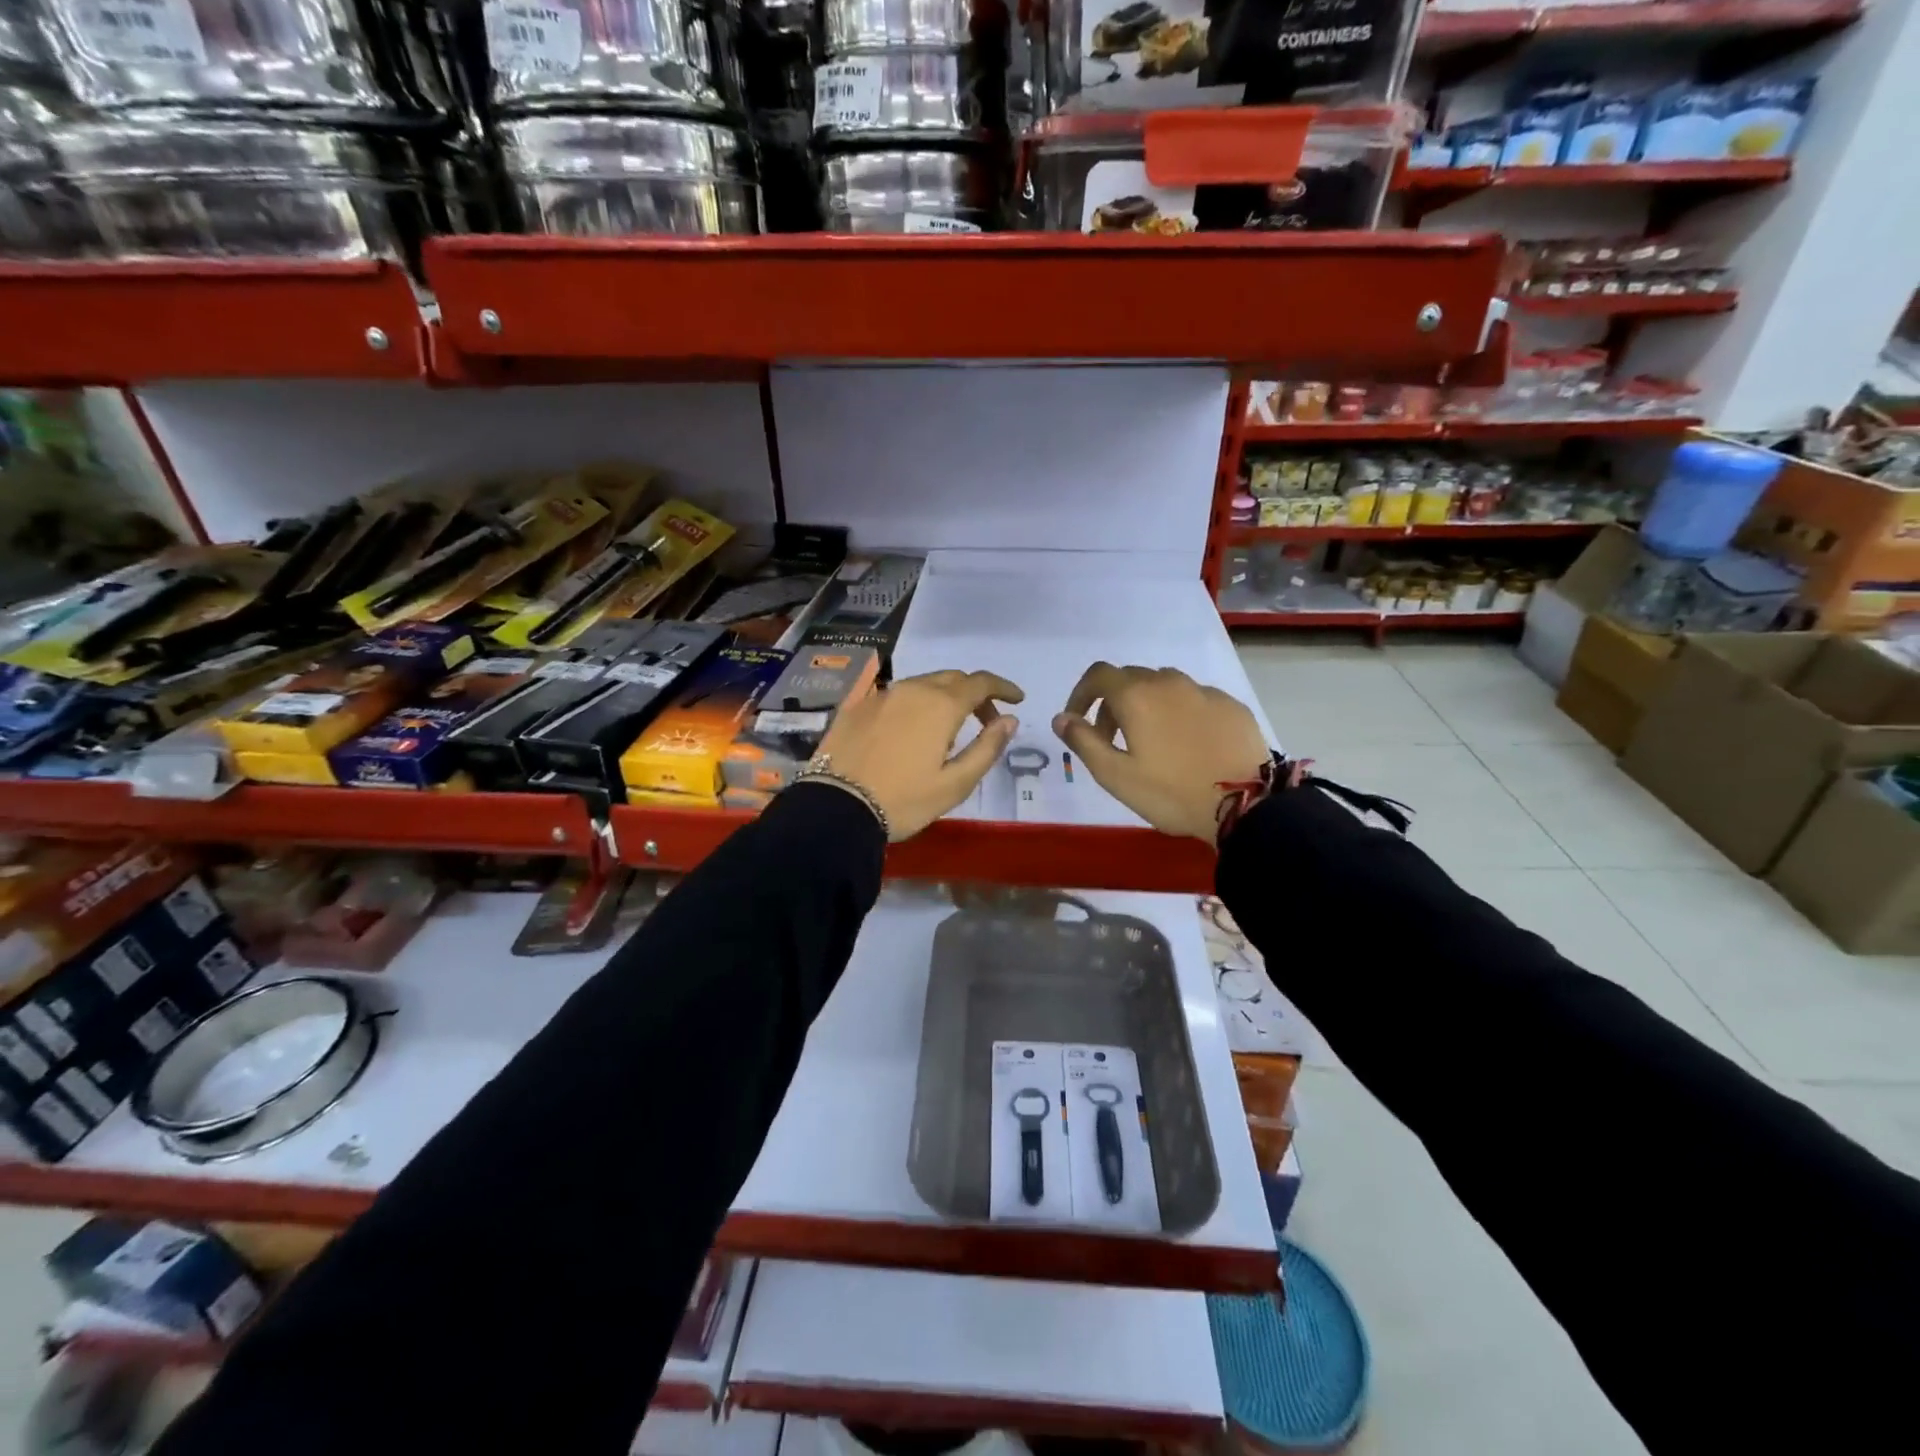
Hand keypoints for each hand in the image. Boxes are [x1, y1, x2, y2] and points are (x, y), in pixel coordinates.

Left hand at [811, 670, 1024, 840]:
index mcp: (941, 705)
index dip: (1003, 688)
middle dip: (974, 694)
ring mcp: (881, 695)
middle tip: (985, 721)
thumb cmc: (904, 800)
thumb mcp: (955, 783)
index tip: (1017, 700)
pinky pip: (895, 696)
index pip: (981, 682)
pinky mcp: (857, 706)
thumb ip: (987, 748)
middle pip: (952, 679)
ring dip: (943, 698)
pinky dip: (914, 706)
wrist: (836, 807)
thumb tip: (1009, 720)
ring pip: (922, 684)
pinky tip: (910, 731)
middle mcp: (912, 689)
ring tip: (947, 730)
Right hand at [1052, 663, 1269, 842]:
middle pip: (1131, 679)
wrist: (1246, 804)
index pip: (1098, 675)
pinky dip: (1180, 713)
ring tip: (1151, 742)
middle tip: (1112, 740)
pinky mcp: (1231, 706)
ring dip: (1147, 705)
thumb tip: (1062, 718)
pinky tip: (1188, 745)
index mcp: (1137, 695)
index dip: (1081, 693)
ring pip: (1165, 686)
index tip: (1077, 720)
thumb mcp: (1115, 775)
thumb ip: (1083, 741)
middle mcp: (1169, 682)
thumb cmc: (1170, 792)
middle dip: (1112, 703)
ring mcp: (1204, 692)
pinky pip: (1195, 699)